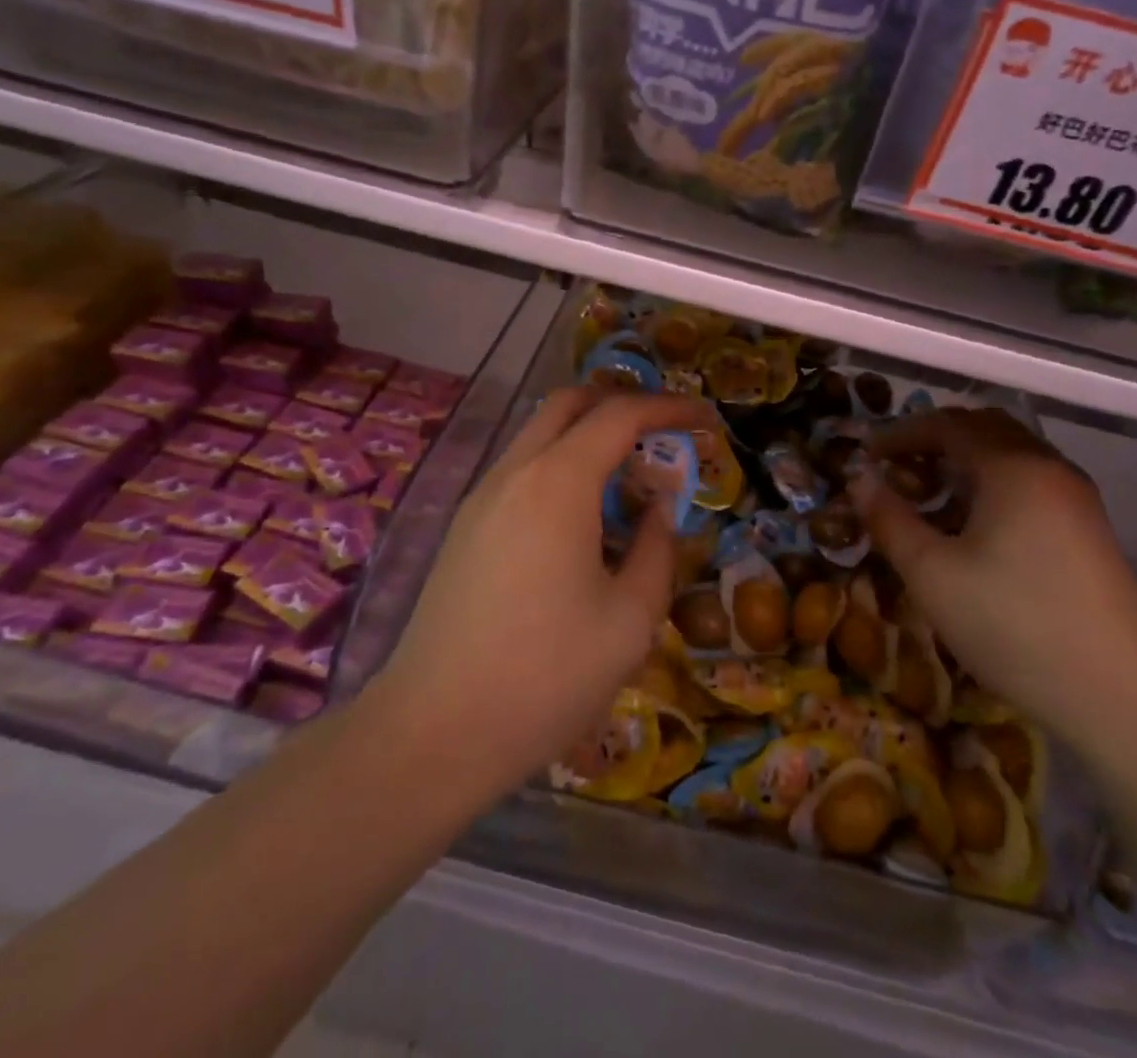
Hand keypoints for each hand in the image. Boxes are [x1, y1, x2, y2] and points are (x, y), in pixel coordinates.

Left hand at [374, 389, 711, 804]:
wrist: (432, 732)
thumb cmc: (546, 677)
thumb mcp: (630, 619)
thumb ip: (656, 549)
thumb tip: (657, 511)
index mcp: (558, 483)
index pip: (619, 415)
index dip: (668, 407)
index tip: (704, 417)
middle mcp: (514, 473)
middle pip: (569, 404)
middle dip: (621, 405)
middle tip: (662, 434)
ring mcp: (481, 498)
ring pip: (539, 434)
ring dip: (587, 437)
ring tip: (628, 482)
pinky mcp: (464, 528)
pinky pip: (521, 470)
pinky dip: (560, 467)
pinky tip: (582, 520)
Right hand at [848, 409, 1136, 746]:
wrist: (1121, 700)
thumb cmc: (1014, 626)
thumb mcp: (932, 574)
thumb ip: (889, 519)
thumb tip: (859, 479)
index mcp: (1013, 467)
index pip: (948, 424)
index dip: (901, 434)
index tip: (865, 455)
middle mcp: (1050, 468)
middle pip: (985, 428)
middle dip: (935, 439)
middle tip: (897, 467)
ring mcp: (1077, 499)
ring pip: (1011, 456)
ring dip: (965, 462)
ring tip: (929, 496)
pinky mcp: (1089, 531)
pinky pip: (1031, 483)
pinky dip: (992, 485)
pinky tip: (974, 527)